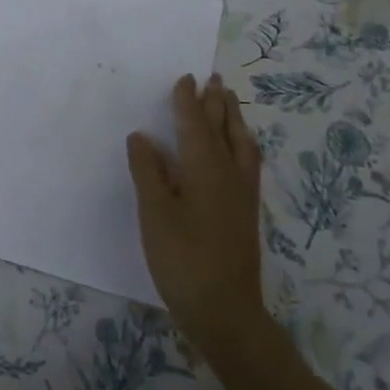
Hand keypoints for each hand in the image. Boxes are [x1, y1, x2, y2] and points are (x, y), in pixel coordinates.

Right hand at [127, 74, 265, 351]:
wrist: (226, 311)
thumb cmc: (183, 258)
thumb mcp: (155, 213)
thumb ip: (148, 171)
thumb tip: (142, 136)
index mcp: (205, 167)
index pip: (195, 123)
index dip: (188, 101)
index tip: (186, 78)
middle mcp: (229, 172)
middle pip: (224, 128)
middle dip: (217, 102)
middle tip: (214, 79)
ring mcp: (242, 193)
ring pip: (242, 143)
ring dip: (234, 119)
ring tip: (230, 103)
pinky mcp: (246, 211)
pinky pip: (248, 161)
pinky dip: (242, 142)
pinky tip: (238, 151)